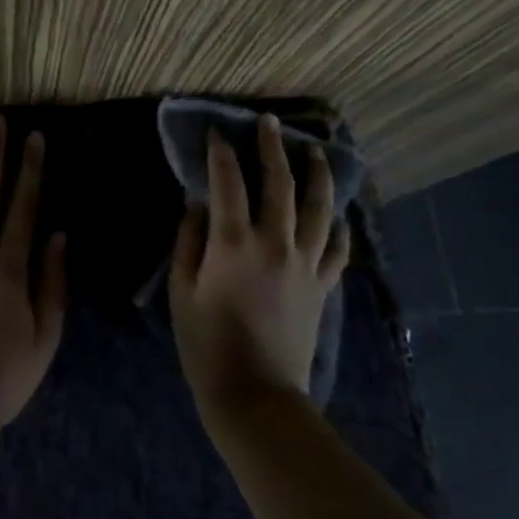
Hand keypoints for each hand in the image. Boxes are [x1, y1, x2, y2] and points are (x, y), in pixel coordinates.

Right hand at [169, 115, 348, 415]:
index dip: (220, 152)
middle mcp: (274, 243)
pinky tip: (335, 213)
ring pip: (317, 207)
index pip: (227, 181)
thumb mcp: (181, 290)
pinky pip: (335, 248)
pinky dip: (336, 226)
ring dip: (316, 174)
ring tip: (314, 151)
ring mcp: (304, 264)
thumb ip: (188, 241)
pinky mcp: (321, 286)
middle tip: (270, 123)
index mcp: (233, 242)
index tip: (217, 132)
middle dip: (272, 147)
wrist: (255, 396)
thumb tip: (197, 205)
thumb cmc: (206, 344)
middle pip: (278, 182)